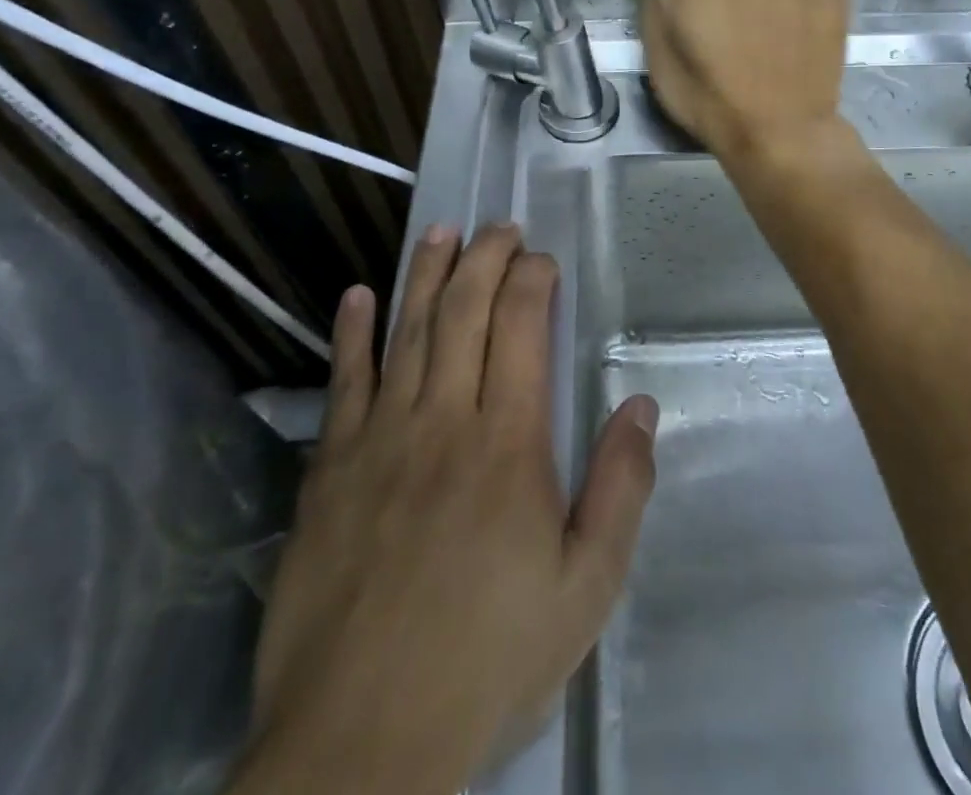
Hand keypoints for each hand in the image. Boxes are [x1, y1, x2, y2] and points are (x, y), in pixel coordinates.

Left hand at [232, 224, 659, 794]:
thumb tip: (641, 406)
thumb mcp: (586, 589)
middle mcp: (443, 421)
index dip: (532, 281)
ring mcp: (379, 440)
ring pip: (407, 331)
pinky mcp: (329, 470)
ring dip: (425, 275)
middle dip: (485, 259)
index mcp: (508, 444)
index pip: (521, 329)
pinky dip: (352, 334)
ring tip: (441, 231)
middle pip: (464, 313)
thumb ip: (620, 489)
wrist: (360, 747)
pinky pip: (344, 383)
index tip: (542, 258)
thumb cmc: (487, 661)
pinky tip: (357, 296)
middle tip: (498, 227)